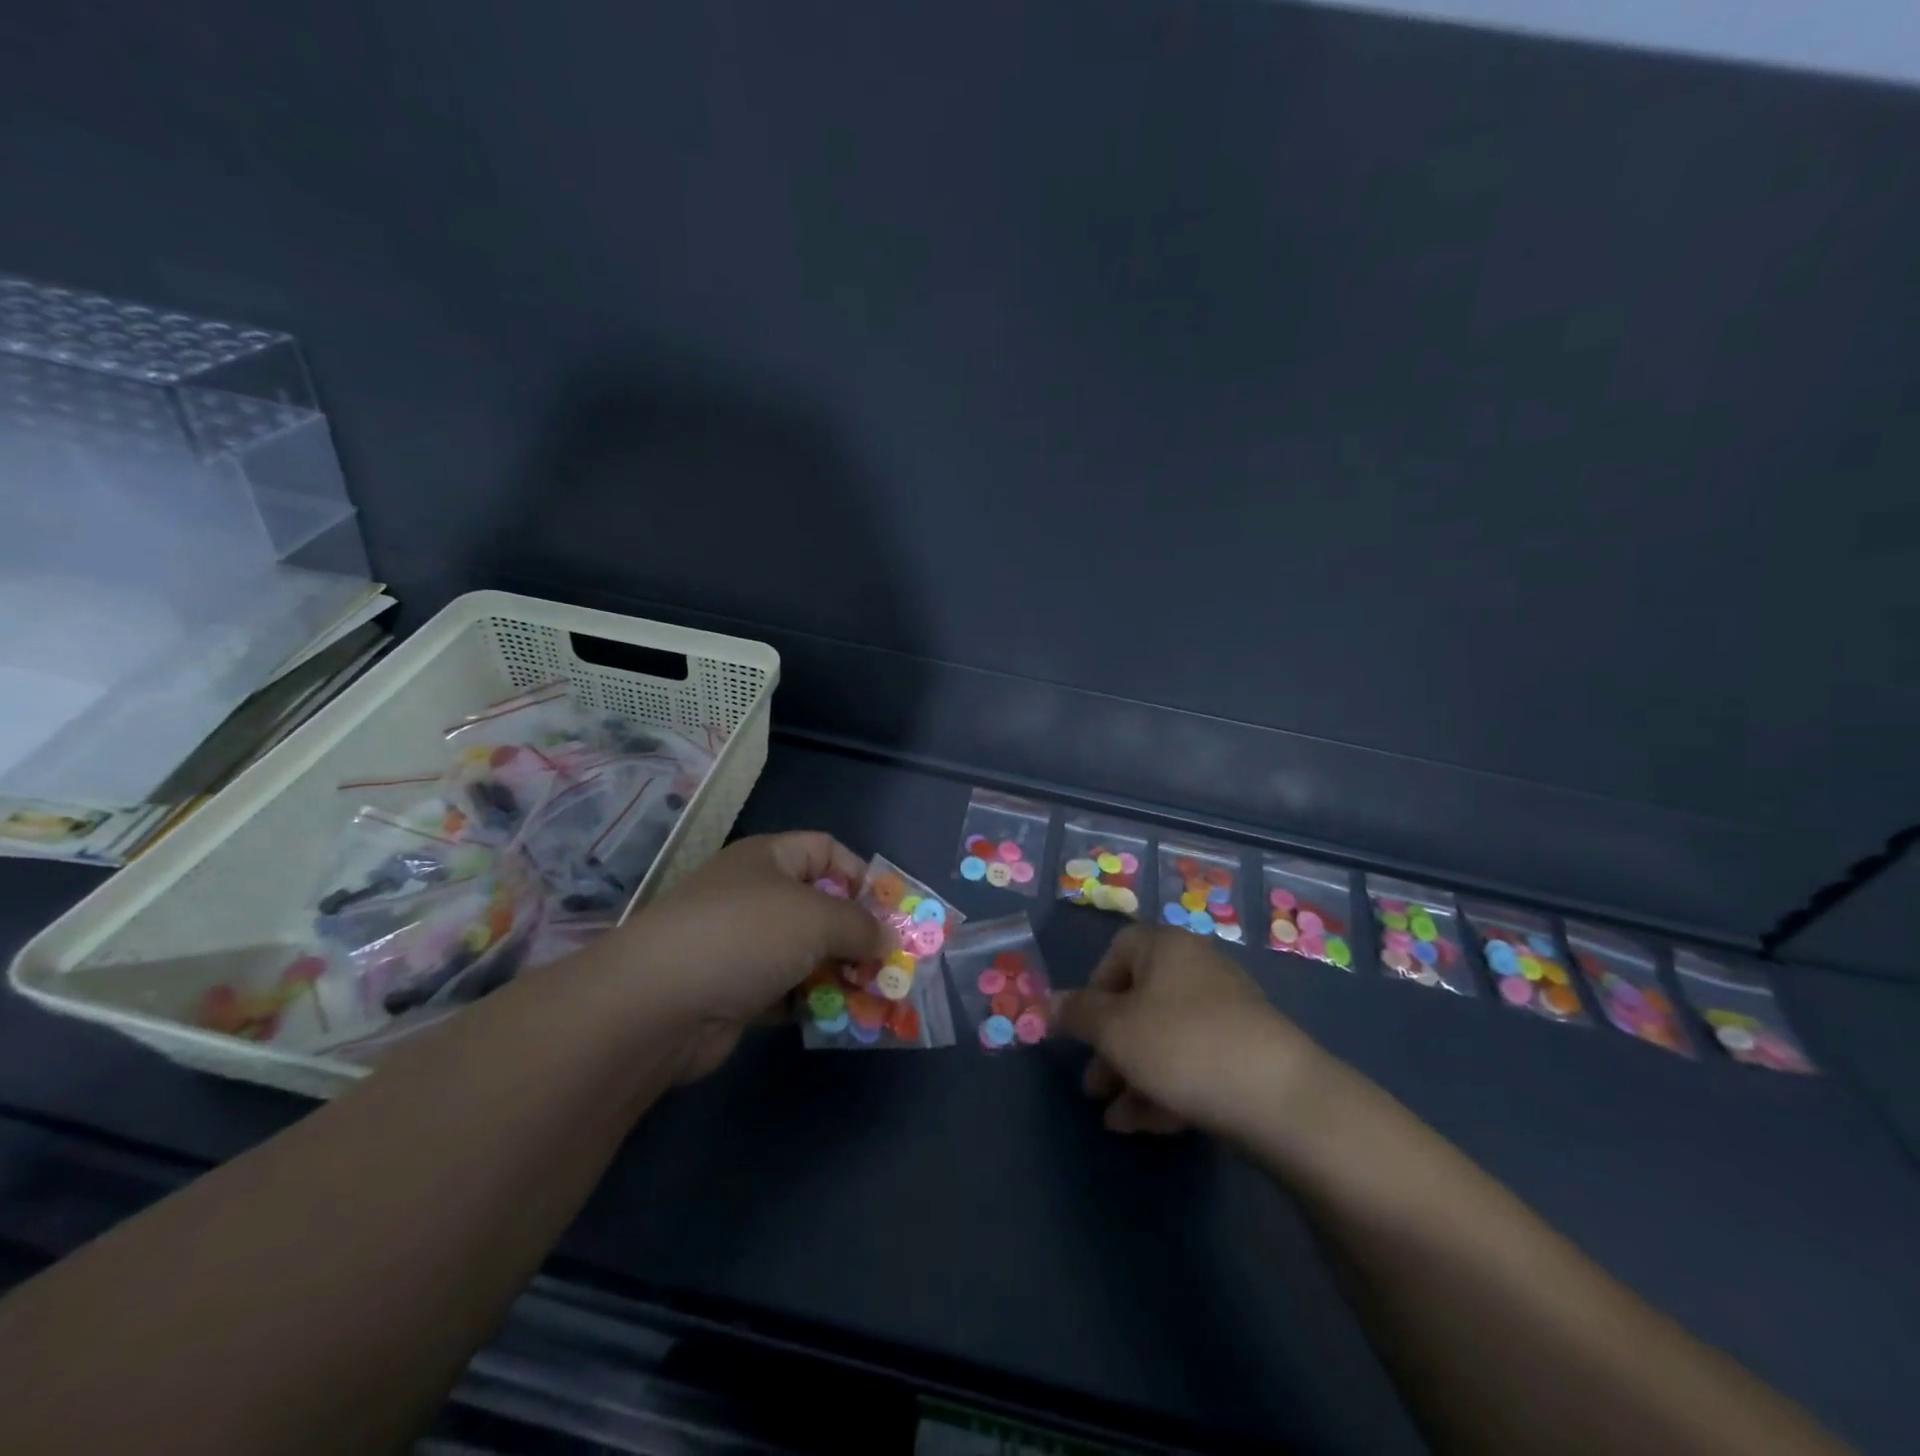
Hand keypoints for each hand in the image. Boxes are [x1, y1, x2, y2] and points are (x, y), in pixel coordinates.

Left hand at [605, 832, 890, 1080]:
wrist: (658, 1004)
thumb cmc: (745, 935)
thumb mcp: (816, 918)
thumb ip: (861, 926)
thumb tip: (888, 940)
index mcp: (769, 858)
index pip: (827, 851)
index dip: (862, 877)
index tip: (891, 912)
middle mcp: (756, 895)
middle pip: (821, 906)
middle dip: (858, 934)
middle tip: (892, 964)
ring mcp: (743, 944)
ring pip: (807, 952)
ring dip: (841, 973)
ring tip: (876, 997)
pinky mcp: (736, 990)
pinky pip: (788, 990)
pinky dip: (813, 1001)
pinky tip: (840, 1018)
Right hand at [1055, 925, 1320, 1134]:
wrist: (1279, 1098)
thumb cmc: (1181, 1045)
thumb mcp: (1114, 1029)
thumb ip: (1077, 1014)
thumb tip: (1050, 1002)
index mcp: (1166, 948)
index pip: (1118, 950)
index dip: (1094, 986)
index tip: (1083, 1026)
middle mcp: (1197, 970)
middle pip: (1139, 1000)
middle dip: (1109, 1046)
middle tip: (1092, 1086)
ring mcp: (1226, 1012)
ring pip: (1164, 1038)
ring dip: (1132, 1075)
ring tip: (1114, 1119)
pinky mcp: (1246, 1053)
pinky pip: (1193, 1062)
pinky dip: (1165, 1088)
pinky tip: (1145, 1127)